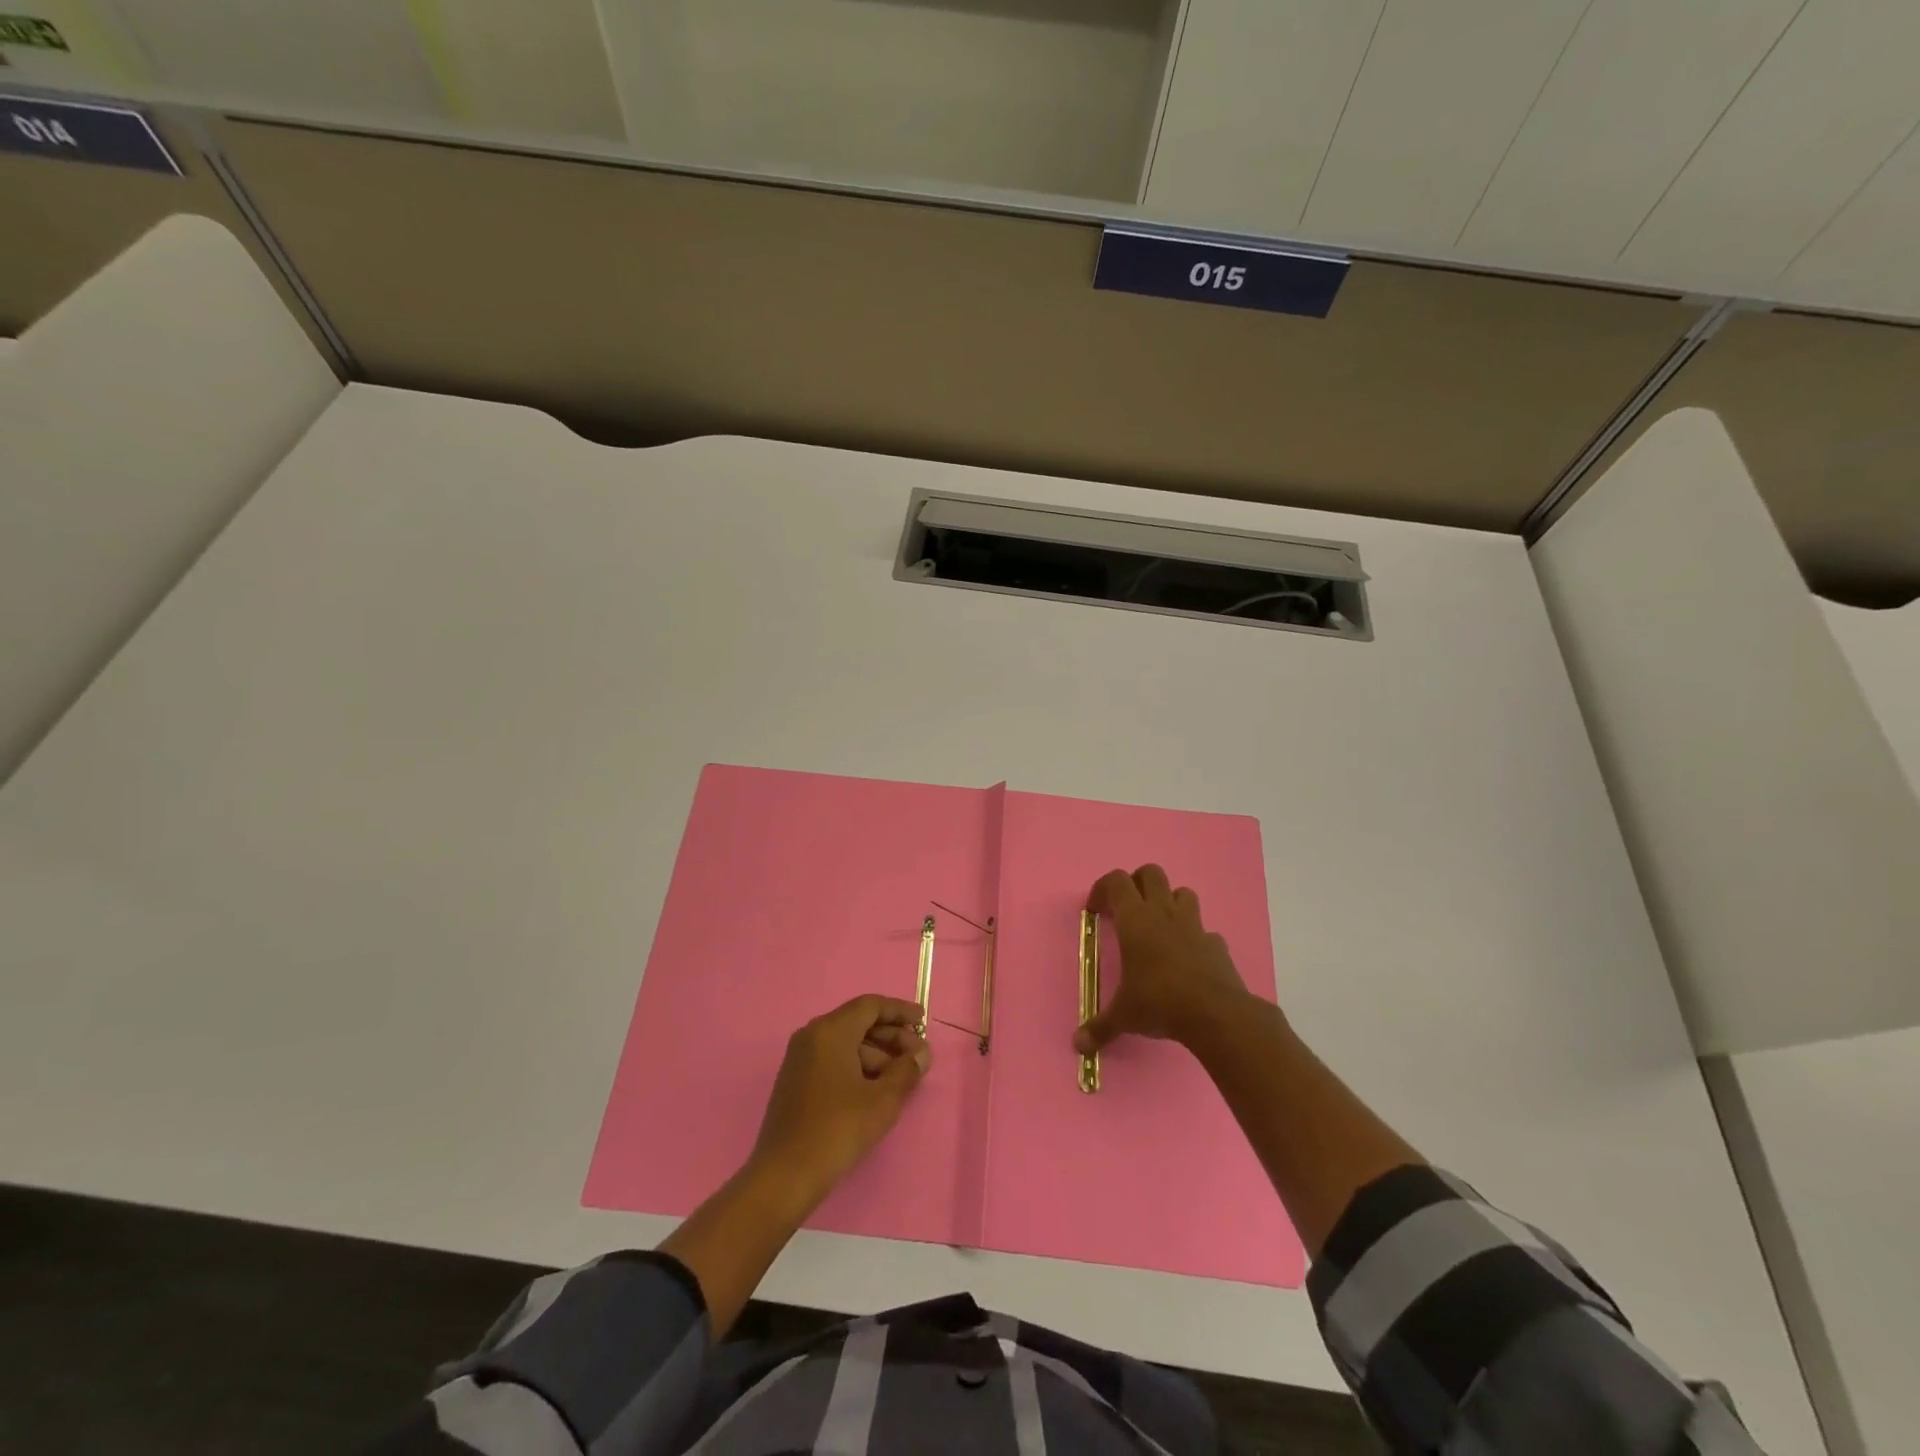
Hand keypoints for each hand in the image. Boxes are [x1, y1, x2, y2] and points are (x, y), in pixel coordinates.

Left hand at [750, 994, 930, 1208]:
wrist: (784, 1175)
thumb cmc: (838, 1129)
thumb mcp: (882, 1100)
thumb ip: (906, 1070)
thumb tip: (922, 1054)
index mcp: (830, 1030)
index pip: (871, 1006)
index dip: (900, 1011)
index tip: (923, 1022)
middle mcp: (812, 1035)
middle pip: (858, 1022)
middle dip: (891, 1036)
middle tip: (918, 1055)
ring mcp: (800, 1058)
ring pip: (846, 1043)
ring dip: (877, 1054)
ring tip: (902, 1077)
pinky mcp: (795, 1080)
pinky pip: (833, 1059)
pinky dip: (857, 1066)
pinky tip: (876, 1088)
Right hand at [1075, 864, 1251, 1055]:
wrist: (1217, 1014)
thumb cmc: (1159, 1002)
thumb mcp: (1123, 1016)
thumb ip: (1100, 1027)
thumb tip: (1077, 1046)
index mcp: (1135, 919)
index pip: (1116, 881)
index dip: (1103, 888)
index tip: (1096, 911)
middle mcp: (1164, 913)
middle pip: (1151, 873)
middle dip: (1137, 883)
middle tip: (1127, 908)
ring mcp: (1194, 926)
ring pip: (1182, 892)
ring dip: (1169, 902)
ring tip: (1159, 926)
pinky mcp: (1217, 944)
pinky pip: (1205, 930)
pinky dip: (1195, 937)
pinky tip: (1188, 959)